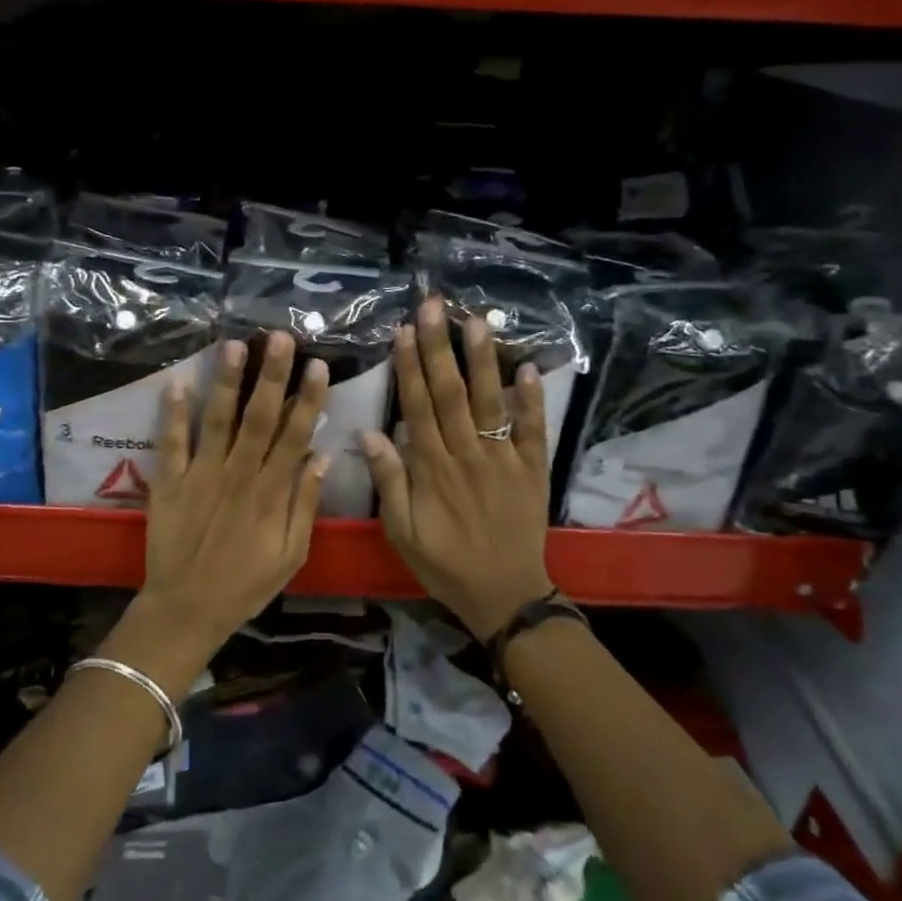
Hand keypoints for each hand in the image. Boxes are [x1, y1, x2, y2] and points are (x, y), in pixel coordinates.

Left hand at [131, 333, 330, 666]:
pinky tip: (177, 383)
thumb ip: (306, 506)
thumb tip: (322, 457)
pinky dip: (173, 414)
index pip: (295, 436)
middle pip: (259, 418)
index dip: (308, 400)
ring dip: (227, 383)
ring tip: (234, 346)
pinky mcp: (170, 483)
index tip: (318, 366)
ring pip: (218, 421)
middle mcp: (238, 475)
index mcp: (271, 493)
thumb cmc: (246, 584)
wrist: (187, 609)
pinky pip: (171, 443)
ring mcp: (201, 476)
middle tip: (280, 337)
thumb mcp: (291, 555)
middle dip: (271, 376)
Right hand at [361, 299, 553, 641]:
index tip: (404, 331)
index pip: (417, 406)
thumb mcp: (402, 532)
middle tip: (434, 306)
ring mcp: (503, 458)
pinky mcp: (531, 468)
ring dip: (483, 360)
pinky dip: (532, 399)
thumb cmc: (444, 563)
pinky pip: (532, 429)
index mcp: (432, 468)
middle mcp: (467, 454)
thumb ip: (389, 481)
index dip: (410, 367)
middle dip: (440, 347)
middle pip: (451, 393)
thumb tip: (369, 432)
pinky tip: (528, 367)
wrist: (503, 594)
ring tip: (477, 321)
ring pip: (490, 401)